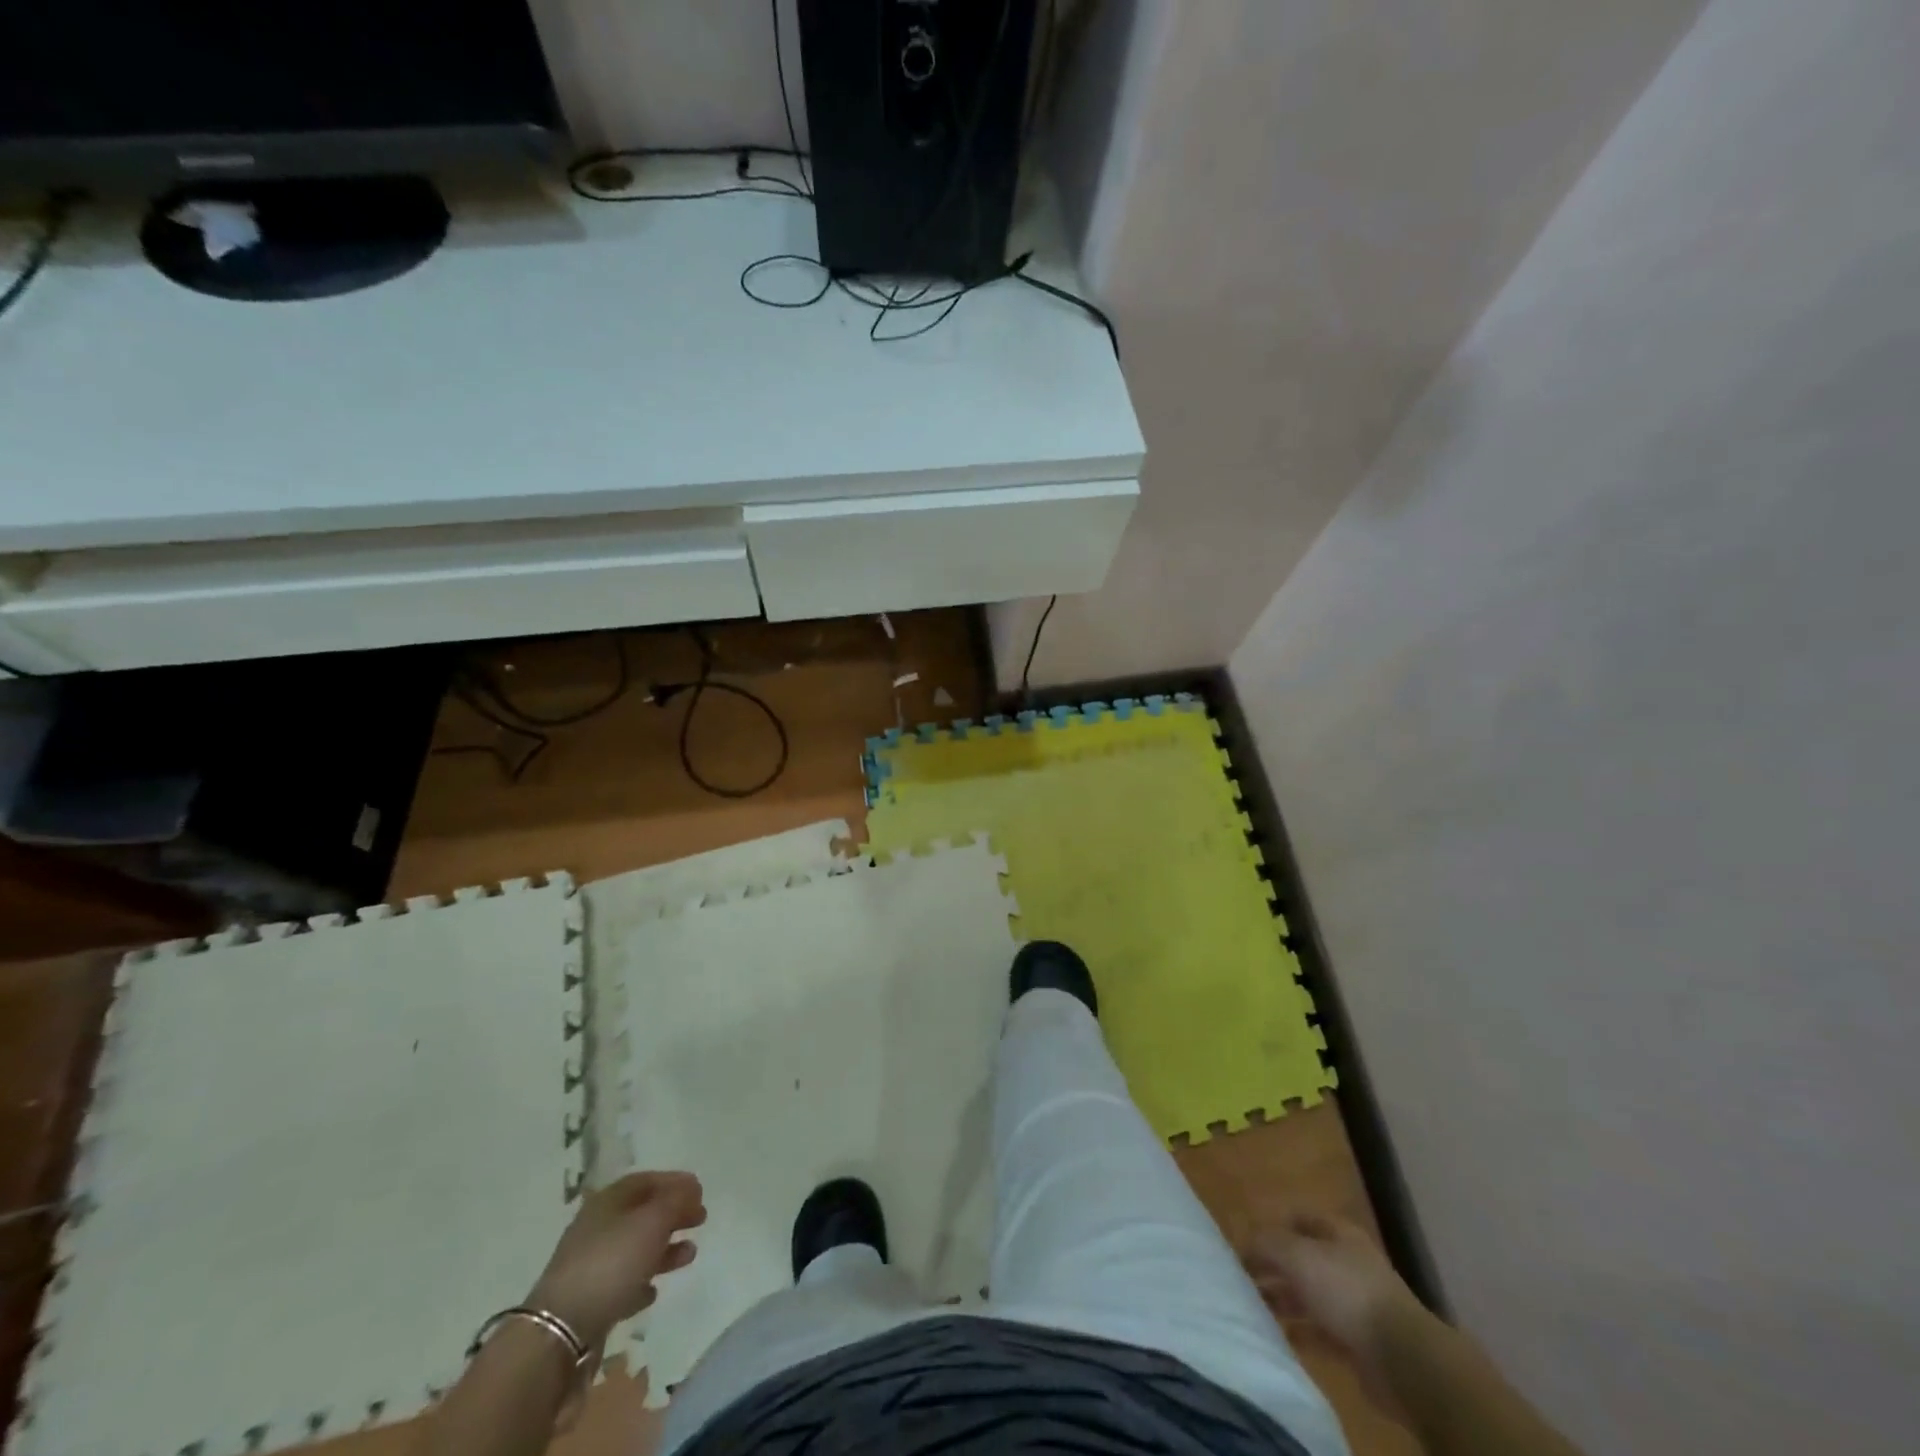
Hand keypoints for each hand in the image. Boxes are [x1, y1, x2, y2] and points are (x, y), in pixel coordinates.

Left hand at [528, 1170, 706, 1349]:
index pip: (647, 1180)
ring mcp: (590, 1265)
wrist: (559, 1333)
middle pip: (642, 1213)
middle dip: (673, 1214)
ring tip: (690, 1255)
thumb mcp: (653, 1221)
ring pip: (635, 1248)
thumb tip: (691, 1188)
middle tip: (701, 1220)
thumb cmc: (612, 1263)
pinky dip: (641, 1280)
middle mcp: (598, 1227)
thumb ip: (676, 1201)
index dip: (675, 1182)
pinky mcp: (588, 1300)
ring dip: (665, 1248)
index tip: (701, 1191)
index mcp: (609, 1201)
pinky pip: (621, 1282)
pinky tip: (653, 1291)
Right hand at [1244, 1212, 1420, 1371]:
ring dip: (1285, 1299)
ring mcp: (1356, 1304)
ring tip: (1255, 1306)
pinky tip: (1281, 1335)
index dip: (1275, 1225)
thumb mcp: (1297, 1255)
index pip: (1301, 1219)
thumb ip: (1267, 1243)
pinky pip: (1322, 1331)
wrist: (1400, 1357)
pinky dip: (1301, 1331)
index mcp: (1339, 1234)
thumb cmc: (1345, 1290)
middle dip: (1275, 1266)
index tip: (1248, 1239)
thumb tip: (1247, 1241)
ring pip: (1311, 1295)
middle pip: (1304, 1259)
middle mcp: (1348, 1264)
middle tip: (1244, 1276)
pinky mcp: (1359, 1342)